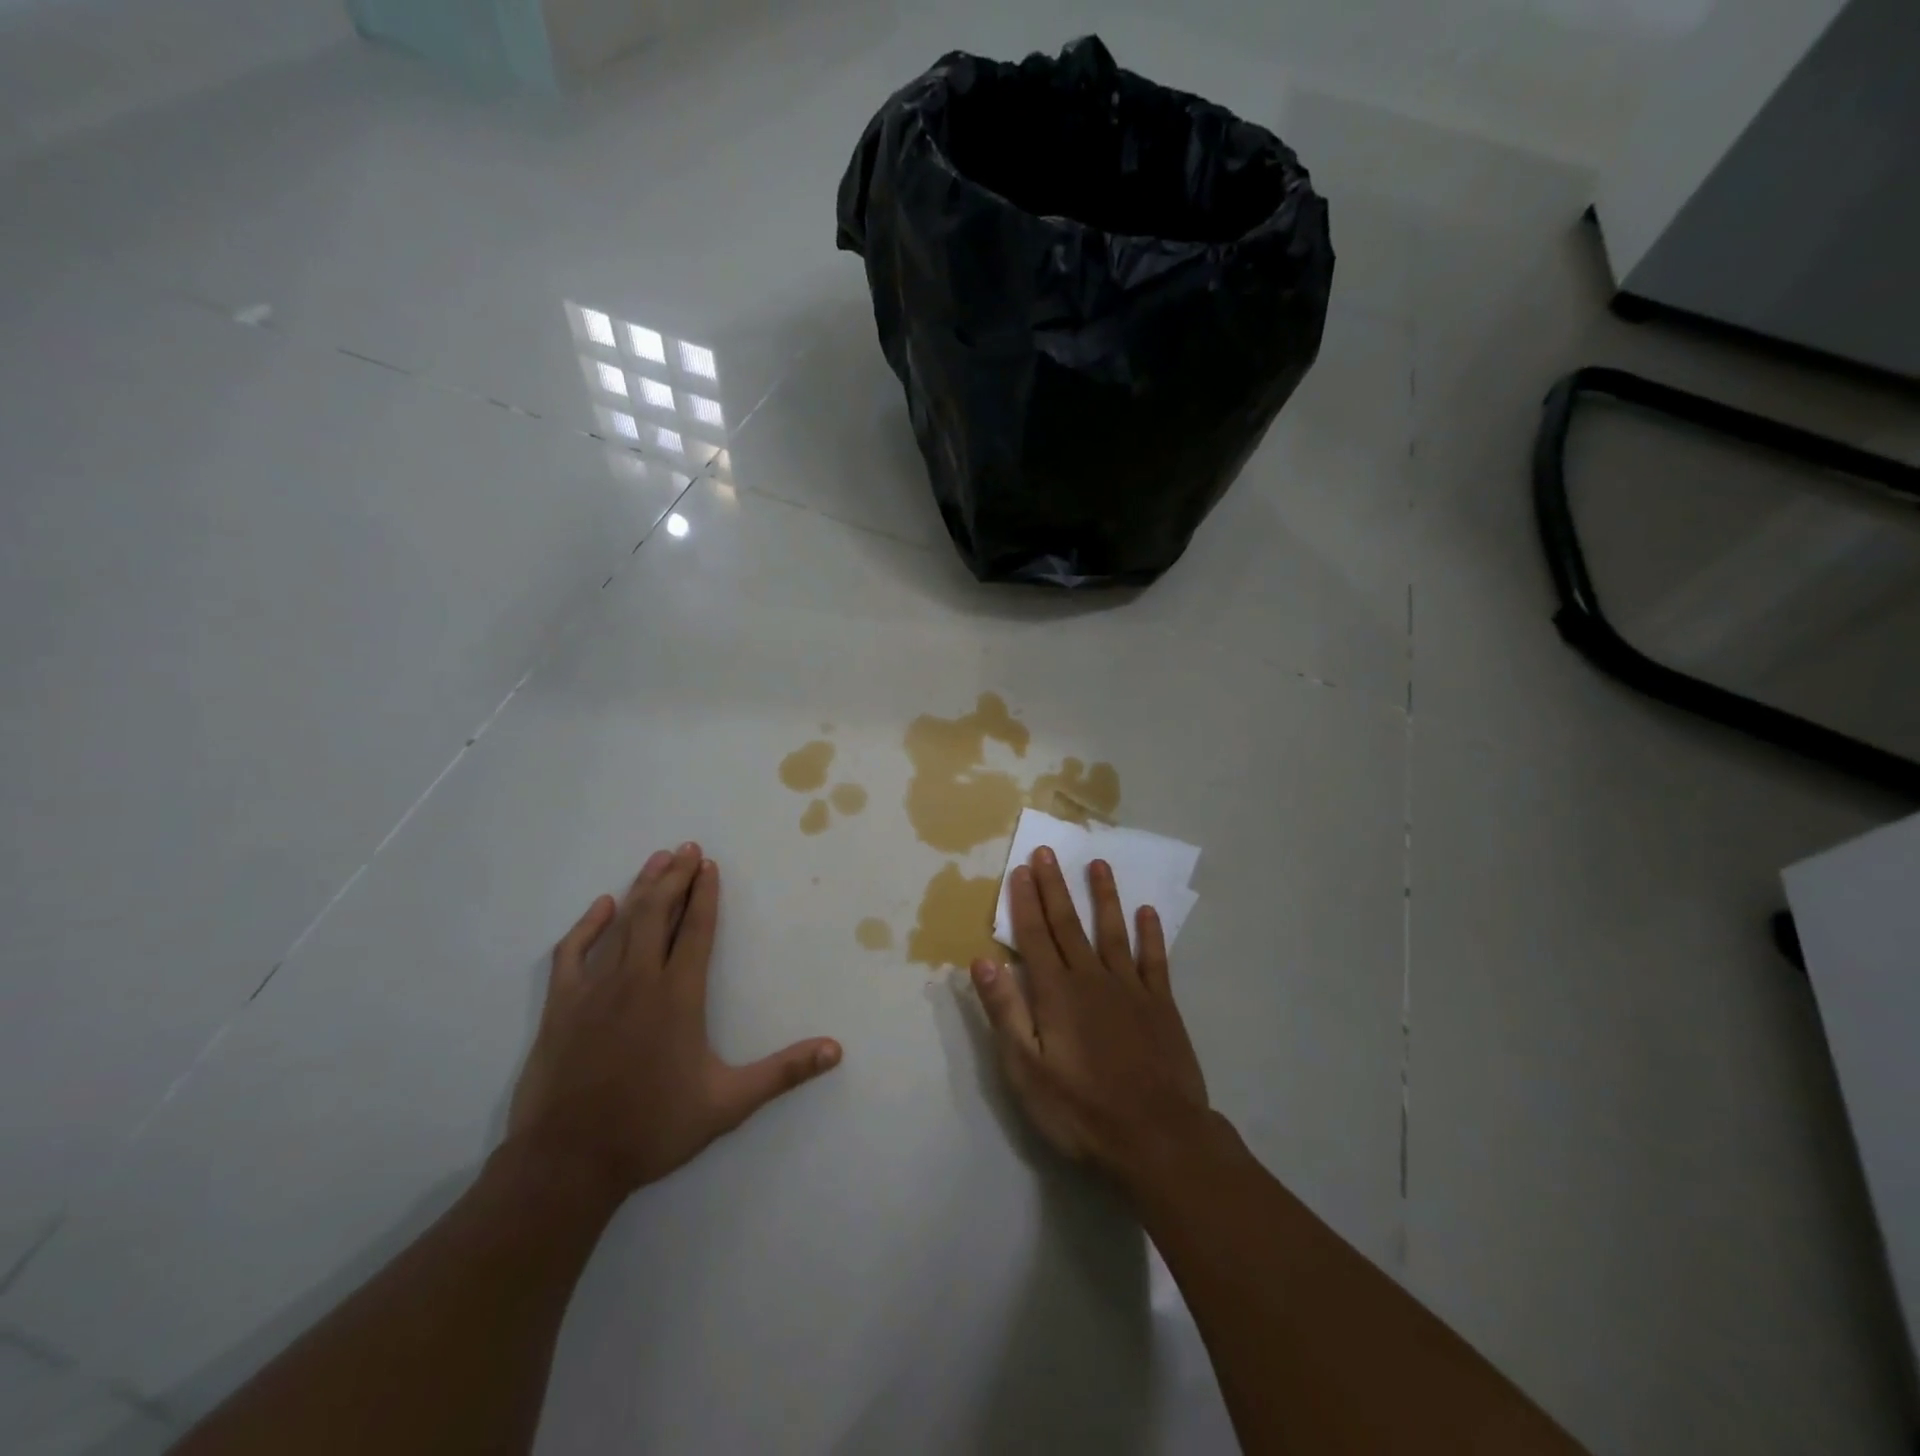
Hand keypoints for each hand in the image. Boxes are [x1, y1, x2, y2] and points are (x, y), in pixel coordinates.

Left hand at [507, 843, 841, 1201]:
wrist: (567, 1163)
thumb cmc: (652, 1128)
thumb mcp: (728, 1104)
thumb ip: (782, 1073)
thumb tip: (835, 1050)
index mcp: (679, 996)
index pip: (697, 931)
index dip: (706, 895)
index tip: (710, 866)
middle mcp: (638, 980)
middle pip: (659, 914)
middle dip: (675, 878)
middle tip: (687, 848)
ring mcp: (595, 989)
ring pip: (622, 924)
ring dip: (642, 889)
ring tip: (657, 860)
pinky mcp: (561, 1006)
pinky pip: (573, 952)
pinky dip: (588, 925)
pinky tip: (602, 906)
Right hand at [970, 846, 1211, 1190]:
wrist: (1157, 1138)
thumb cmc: (1081, 1110)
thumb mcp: (1026, 1069)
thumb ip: (1005, 1011)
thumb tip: (981, 960)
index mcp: (1056, 993)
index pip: (1034, 936)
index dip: (1025, 902)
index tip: (1020, 869)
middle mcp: (1091, 978)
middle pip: (1069, 924)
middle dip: (1055, 886)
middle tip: (1047, 851)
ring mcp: (1130, 988)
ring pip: (1113, 931)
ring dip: (1104, 896)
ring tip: (1098, 864)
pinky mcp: (1161, 1005)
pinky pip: (1154, 960)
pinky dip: (1150, 934)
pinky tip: (1148, 913)